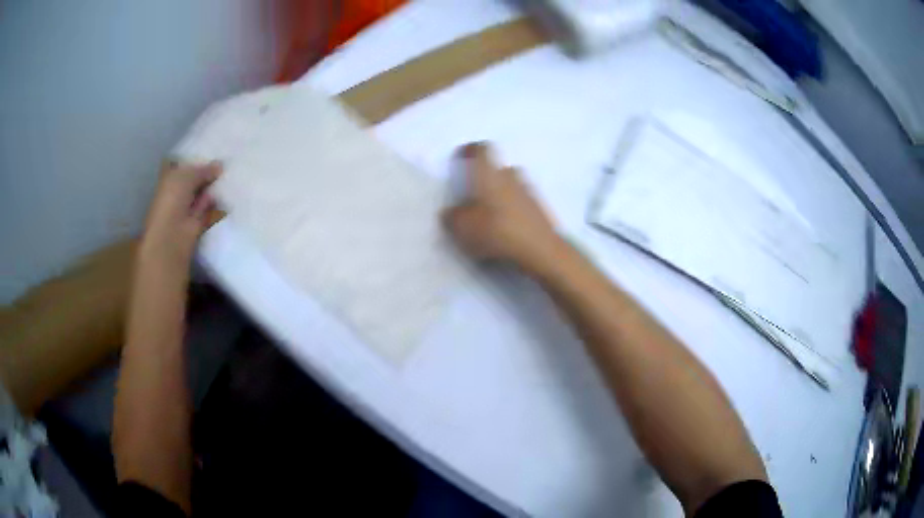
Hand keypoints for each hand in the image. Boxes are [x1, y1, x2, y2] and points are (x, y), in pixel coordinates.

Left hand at [140, 161, 221, 267]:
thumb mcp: (187, 176)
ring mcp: (188, 205)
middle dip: (209, 171)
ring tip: (233, 173)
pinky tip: (230, 191)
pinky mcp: (198, 219)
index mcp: (171, 177)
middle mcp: (179, 190)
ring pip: (204, 191)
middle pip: (197, 178)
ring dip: (214, 186)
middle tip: (228, 160)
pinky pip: (210, 206)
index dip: (199, 159)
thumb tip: (220, 165)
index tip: (215, 152)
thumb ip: (204, 169)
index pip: (186, 164)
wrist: (172, 234)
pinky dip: (218, 201)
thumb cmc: (172, 199)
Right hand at [442, 142, 561, 274]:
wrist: (541, 251)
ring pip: (514, 187)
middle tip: (477, 193)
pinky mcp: (542, 213)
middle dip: (490, 177)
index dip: (471, 150)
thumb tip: (451, 212)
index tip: (463, 156)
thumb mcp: (462, 228)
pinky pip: (525, 206)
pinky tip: (508, 230)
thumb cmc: (496, 232)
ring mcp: (531, 194)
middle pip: (501, 168)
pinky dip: (516, 212)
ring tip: (492, 215)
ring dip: (504, 195)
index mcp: (490, 175)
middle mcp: (512, 178)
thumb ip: (453, 217)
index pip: (482, 150)